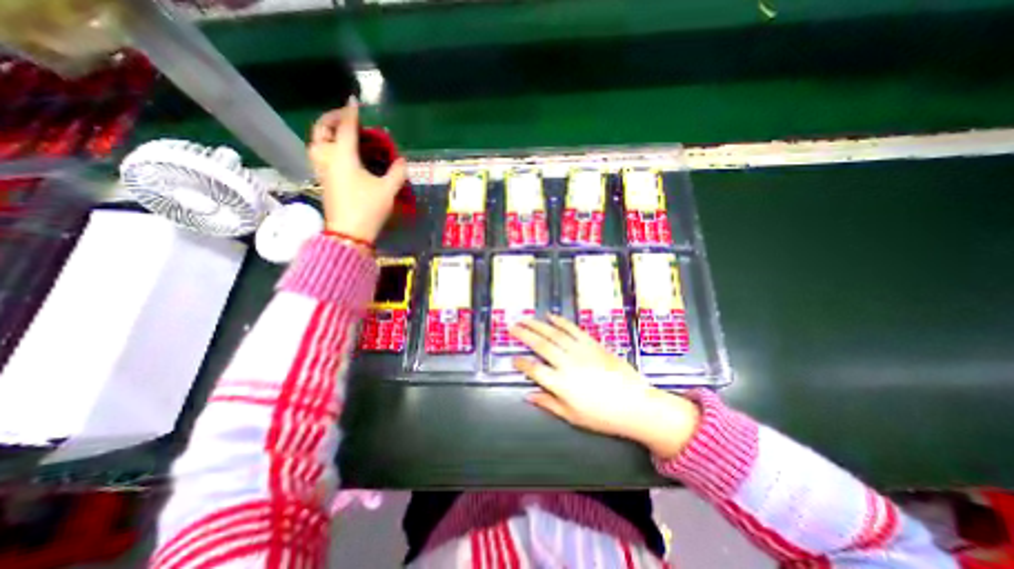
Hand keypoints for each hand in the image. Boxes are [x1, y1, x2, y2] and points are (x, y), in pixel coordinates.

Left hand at [309, 100, 406, 242]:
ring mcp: (323, 171)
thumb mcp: (388, 190)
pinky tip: (337, 154)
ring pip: (315, 144)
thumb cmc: (368, 208)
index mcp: (344, 157)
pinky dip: (325, 147)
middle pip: (321, 131)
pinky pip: (319, 156)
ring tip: (337, 133)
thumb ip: (397, 173)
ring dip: (323, 133)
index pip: (346, 128)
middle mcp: (329, 159)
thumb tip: (402, 161)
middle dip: (330, 119)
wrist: (350, 233)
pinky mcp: (324, 182)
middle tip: (343, 116)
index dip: (351, 113)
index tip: (353, 101)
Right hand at [512, 314, 701, 459]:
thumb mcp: (572, 416)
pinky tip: (551, 316)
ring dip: (537, 325)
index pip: (533, 369)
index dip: (521, 363)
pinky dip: (561, 321)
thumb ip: (548, 403)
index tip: (513, 358)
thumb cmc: (602, 416)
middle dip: (523, 334)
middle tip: (512, 326)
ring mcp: (580, 351)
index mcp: (560, 384)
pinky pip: (573, 329)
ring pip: (554, 333)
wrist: (635, 404)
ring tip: (525, 318)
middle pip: (540, 345)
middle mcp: (566, 363)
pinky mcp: (592, 343)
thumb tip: (528, 395)